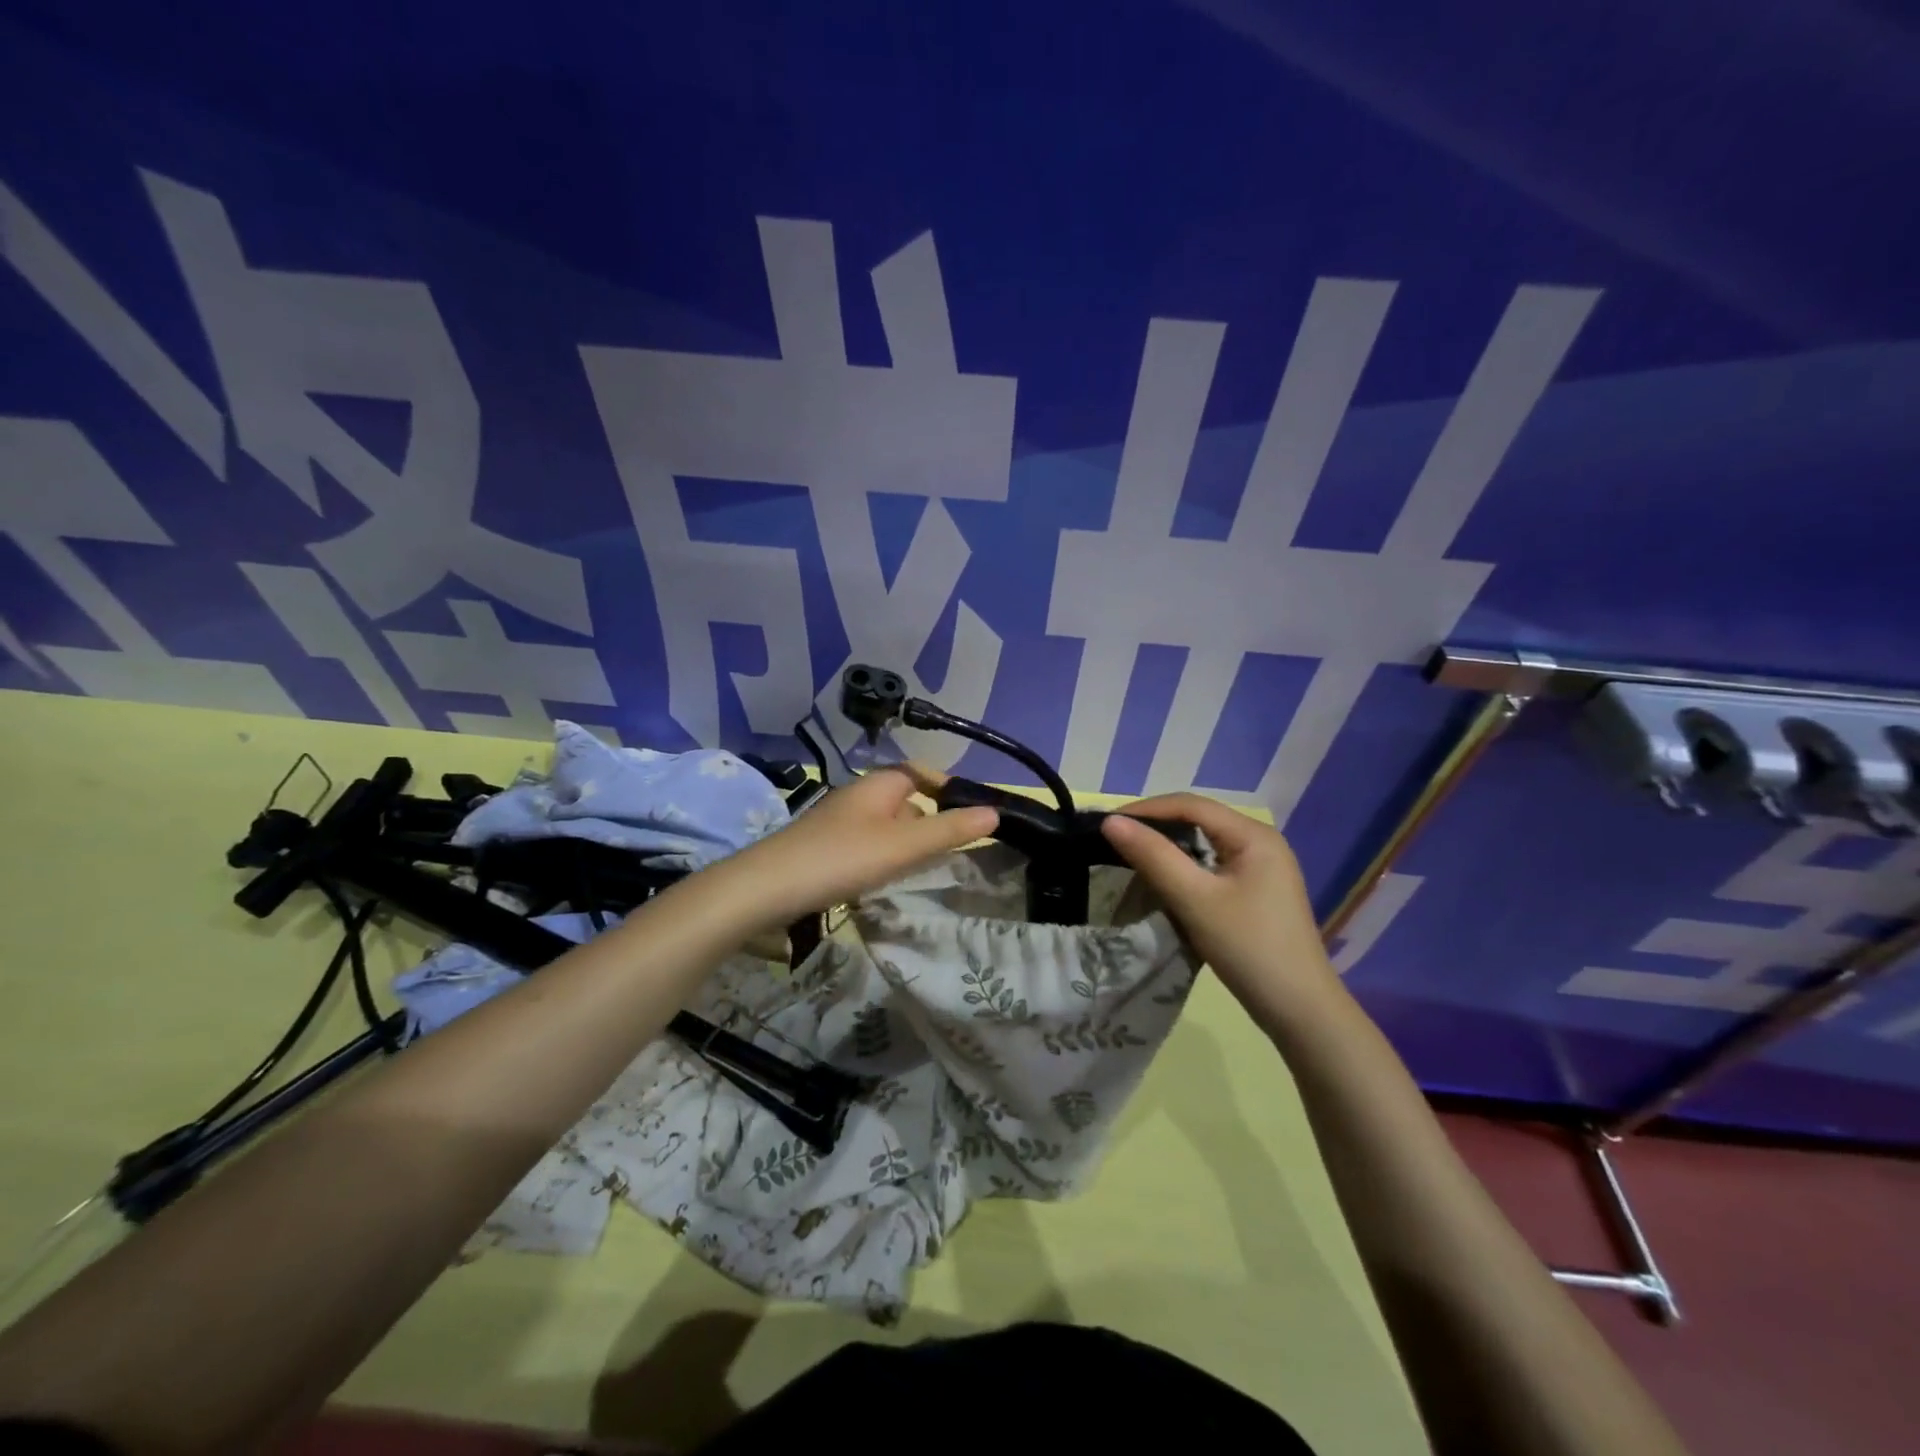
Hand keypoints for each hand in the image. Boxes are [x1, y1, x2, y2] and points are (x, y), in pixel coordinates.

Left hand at [714, 763, 997, 928]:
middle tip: (950, 849)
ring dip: (905, 842)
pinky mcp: (822, 847)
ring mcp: (837, 821)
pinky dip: (881, 856)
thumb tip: (995, 812)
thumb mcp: (904, 846)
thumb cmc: (842, 858)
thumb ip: (949, 830)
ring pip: (884, 825)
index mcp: (878, 785)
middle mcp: (857, 795)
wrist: (767, 888)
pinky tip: (881, 880)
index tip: (970, 812)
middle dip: (928, 820)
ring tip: (921, 868)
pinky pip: (864, 844)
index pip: (920, 772)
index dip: (947, 786)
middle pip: (904, 799)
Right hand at [1101, 793, 1337, 1010]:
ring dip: (1168, 849)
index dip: (1146, 809)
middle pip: (1198, 821)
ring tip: (1131, 859)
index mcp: (1254, 835)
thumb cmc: (1249, 948)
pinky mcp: (1256, 893)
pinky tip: (1164, 883)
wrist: (1300, 1012)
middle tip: (1115, 842)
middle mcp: (1261, 843)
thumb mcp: (1195, 899)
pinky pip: (1212, 867)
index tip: (1107, 825)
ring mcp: (1262, 869)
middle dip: (1155, 827)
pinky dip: (1184, 869)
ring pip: (1204, 845)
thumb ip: (1153, 856)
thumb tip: (1111, 822)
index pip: (1191, 805)